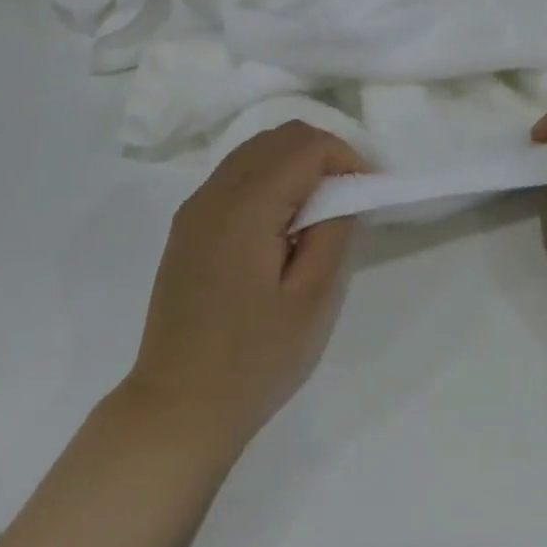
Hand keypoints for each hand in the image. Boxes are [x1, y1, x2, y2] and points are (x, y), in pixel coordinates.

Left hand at [125, 121, 364, 459]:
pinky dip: (270, 176)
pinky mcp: (188, 226)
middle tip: (352, 193)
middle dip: (323, 152)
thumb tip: (343, 191)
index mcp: (246, 207)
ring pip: (255, 150)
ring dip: (296, 161)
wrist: (176, 410)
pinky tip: (284, 220)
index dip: (346, 156)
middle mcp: (215, 193)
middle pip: (279, 136)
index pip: (305, 146)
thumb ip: (334, 231)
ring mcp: (196, 208)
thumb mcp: (312, 300)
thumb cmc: (253, 361)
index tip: (370, 189)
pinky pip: (236, 174)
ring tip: (323, 205)